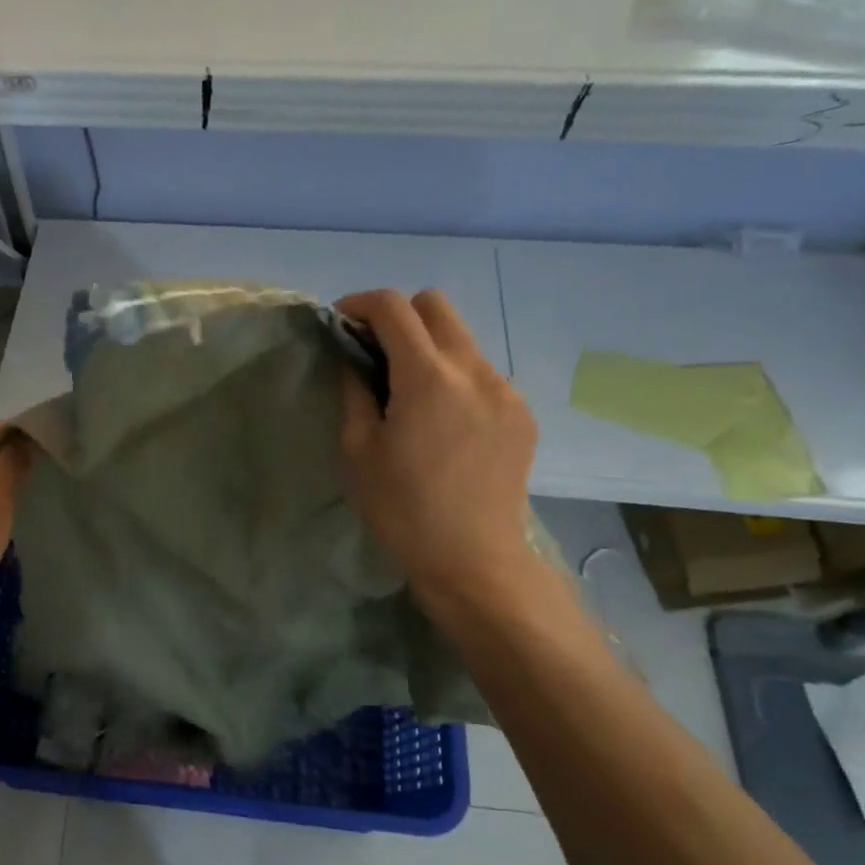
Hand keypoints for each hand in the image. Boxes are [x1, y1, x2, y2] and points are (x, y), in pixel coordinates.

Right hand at [337, 290, 540, 614]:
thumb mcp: (358, 452)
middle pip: (436, 306)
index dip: (361, 304)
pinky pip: (482, 373)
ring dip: (429, 347)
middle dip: (399, 315)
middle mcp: (474, 370)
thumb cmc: (402, 510)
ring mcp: (506, 390)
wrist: (473, 560)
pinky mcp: (522, 413)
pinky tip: (444, 420)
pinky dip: (455, 377)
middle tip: (375, 352)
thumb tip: (354, 359)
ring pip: (462, 338)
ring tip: (410, 392)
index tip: (341, 323)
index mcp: (428, 378)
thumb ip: (355, 392)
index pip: (394, 308)